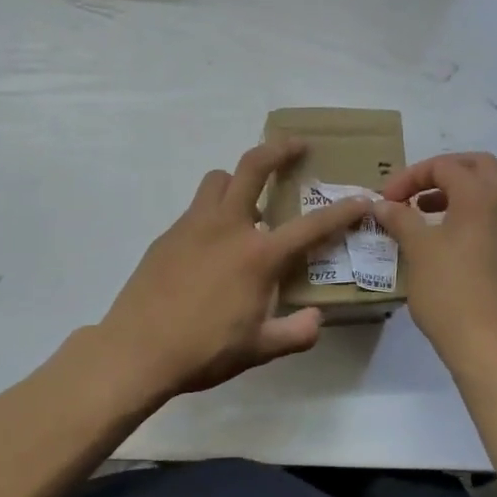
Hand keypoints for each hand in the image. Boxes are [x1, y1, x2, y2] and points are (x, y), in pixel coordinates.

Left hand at [98, 140, 370, 394]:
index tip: (361, 198)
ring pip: (218, 180)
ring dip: (237, 179)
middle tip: (297, 145)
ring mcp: (194, 225)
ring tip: (248, 199)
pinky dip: (213, 211)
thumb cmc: (203, 351)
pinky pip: (196, 208)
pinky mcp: (168, 234)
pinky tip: (213, 243)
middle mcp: (228, 227)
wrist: (134, 351)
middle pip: (253, 167)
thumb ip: (295, 334)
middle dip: (280, 148)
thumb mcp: (258, 350)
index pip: (311, 226)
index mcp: (258, 255)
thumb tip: (316, 319)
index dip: (342, 211)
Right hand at [370, 152, 496, 371]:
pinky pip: (493, 215)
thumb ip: (400, 218)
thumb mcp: (417, 249)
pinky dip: (469, 212)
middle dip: (442, 172)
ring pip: (488, 191)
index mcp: (482, 196)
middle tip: (414, 191)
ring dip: (456, 192)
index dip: (411, 176)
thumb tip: (383, 204)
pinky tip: (444, 237)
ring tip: (423, 212)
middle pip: (476, 166)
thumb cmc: (449, 291)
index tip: (387, 199)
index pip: (445, 166)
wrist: (489, 346)